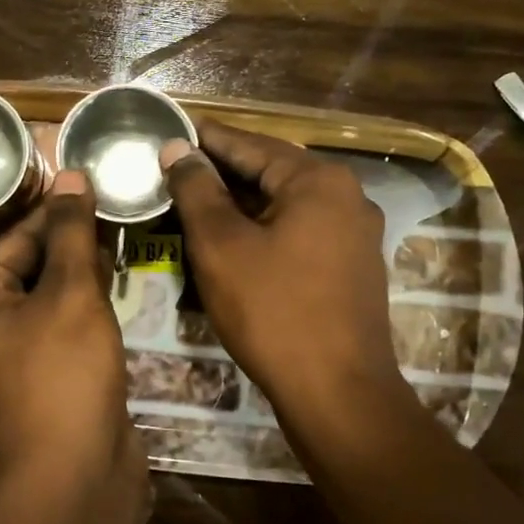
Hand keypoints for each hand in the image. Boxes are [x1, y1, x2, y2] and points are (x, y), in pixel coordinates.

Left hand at [0, 171, 141, 490]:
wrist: (76, 472)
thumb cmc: (63, 372)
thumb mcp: (70, 292)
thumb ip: (71, 232)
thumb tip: (70, 174)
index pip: (16, 236)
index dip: (58, 210)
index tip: (96, 182)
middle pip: (32, 264)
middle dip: (74, 240)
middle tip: (119, 206)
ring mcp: (16, 352)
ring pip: (52, 294)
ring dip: (84, 269)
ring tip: (125, 233)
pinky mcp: (47, 372)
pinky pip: (65, 322)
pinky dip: (88, 303)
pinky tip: (120, 280)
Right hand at [161, 121, 415, 448]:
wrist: (337, 392)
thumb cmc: (273, 311)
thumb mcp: (221, 246)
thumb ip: (197, 190)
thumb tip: (179, 149)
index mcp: (317, 180)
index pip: (250, 144)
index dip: (205, 138)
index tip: (169, 131)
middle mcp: (345, 196)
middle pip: (271, 171)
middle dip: (222, 172)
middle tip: (174, 170)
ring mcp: (354, 233)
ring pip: (285, 204)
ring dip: (241, 203)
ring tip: (195, 203)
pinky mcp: (351, 266)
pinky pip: (299, 231)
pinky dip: (264, 229)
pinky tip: (234, 240)